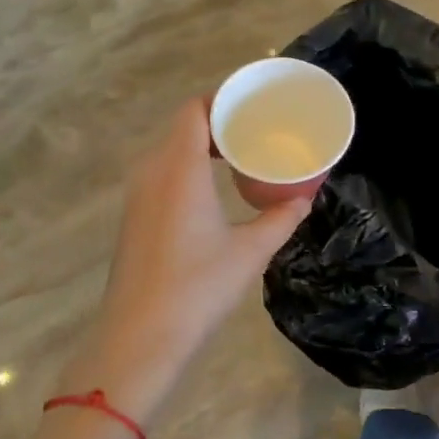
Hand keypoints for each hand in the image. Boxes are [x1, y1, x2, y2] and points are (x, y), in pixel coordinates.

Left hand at [60, 99, 311, 427]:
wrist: (138, 338)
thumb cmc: (197, 288)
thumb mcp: (250, 252)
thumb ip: (280, 219)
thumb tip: (304, 199)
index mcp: (179, 168)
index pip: (194, 109)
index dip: (221, 99)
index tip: (253, 104)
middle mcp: (153, 171)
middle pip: (183, 126)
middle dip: (218, 121)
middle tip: (256, 129)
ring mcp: (138, 194)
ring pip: (170, 150)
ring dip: (201, 145)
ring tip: (239, 154)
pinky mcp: (134, 215)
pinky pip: (162, 172)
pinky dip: (188, 166)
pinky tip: (212, 188)